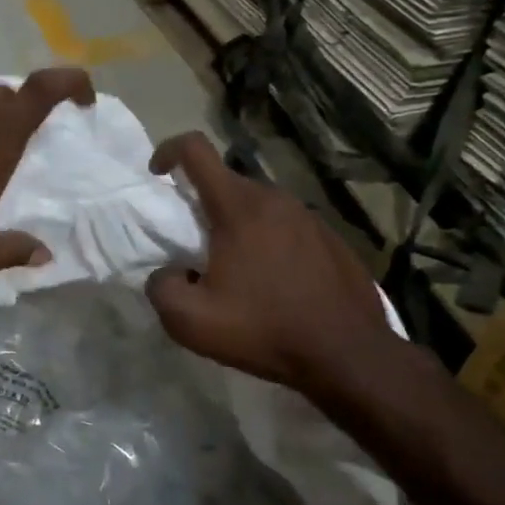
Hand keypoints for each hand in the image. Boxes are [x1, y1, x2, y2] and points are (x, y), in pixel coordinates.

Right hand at [145, 132, 408, 406]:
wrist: (347, 355)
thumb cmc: (263, 329)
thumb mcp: (191, 321)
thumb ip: (161, 288)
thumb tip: (167, 274)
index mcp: (238, 207)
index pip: (196, 150)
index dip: (169, 151)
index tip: (158, 176)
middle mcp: (276, 199)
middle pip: (227, 181)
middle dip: (202, 203)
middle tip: (196, 247)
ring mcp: (310, 217)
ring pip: (260, 206)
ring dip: (239, 226)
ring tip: (237, 270)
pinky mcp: (332, 239)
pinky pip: (288, 227)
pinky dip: (270, 242)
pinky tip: (275, 283)